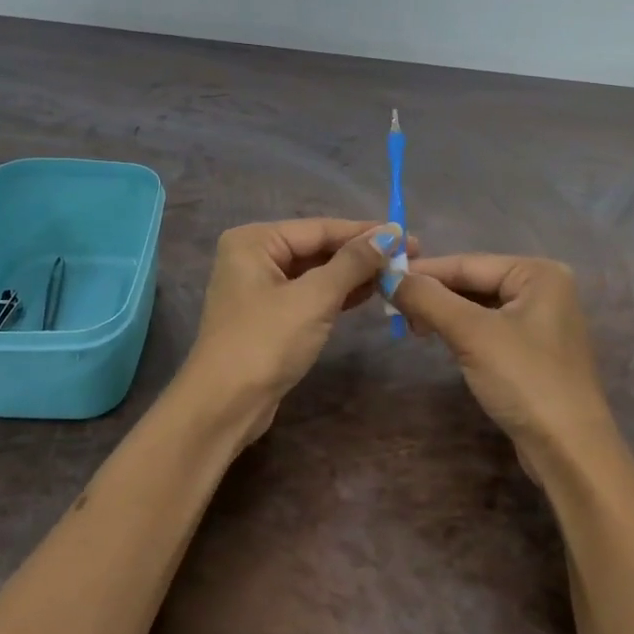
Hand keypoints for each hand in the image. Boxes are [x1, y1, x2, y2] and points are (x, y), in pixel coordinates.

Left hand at [182, 218, 407, 438]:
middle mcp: (253, 256)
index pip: (320, 228)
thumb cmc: (266, 342)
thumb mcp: (315, 298)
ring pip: (316, 273)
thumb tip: (389, 235)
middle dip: (361, 253)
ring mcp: (259, 288)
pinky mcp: (269, 316)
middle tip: (408, 255)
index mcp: (254, 240)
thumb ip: (352, 263)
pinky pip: (309, 294)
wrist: (225, 405)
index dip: (365, 232)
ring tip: (397, 273)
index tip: (406, 235)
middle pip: (317, 248)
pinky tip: (369, 292)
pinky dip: (338, 294)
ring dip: (353, 274)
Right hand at [391, 254, 617, 473]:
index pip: (469, 263)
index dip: (424, 271)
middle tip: (393, 308)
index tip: (382, 277)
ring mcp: (542, 322)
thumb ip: (428, 299)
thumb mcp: (472, 334)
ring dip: (445, 313)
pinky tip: (440, 338)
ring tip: (412, 327)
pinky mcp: (534, 351)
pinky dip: (462, 331)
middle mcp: (545, 289)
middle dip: (435, 294)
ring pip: (480, 307)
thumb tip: (388, 276)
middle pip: (475, 282)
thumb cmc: (525, 380)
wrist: (569, 451)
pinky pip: (490, 329)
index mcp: (539, 274)